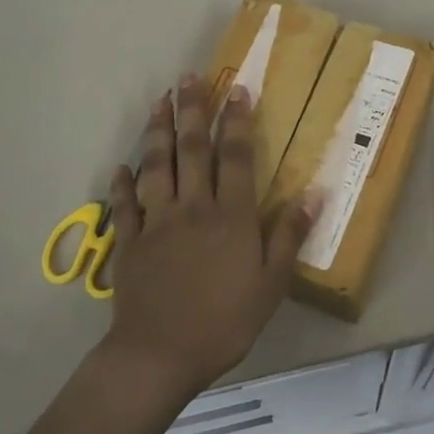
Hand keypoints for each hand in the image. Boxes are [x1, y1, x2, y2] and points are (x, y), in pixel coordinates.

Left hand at [99, 76, 316, 403]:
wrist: (159, 356)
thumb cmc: (224, 321)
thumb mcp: (270, 285)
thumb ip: (289, 236)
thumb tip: (313, 193)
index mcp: (230, 216)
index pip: (235, 156)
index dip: (236, 121)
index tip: (236, 90)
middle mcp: (192, 207)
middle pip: (192, 149)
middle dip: (193, 110)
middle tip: (190, 78)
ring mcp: (156, 221)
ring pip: (156, 165)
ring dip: (158, 131)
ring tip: (159, 102)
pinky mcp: (129, 242)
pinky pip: (124, 205)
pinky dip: (122, 183)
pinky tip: (120, 166)